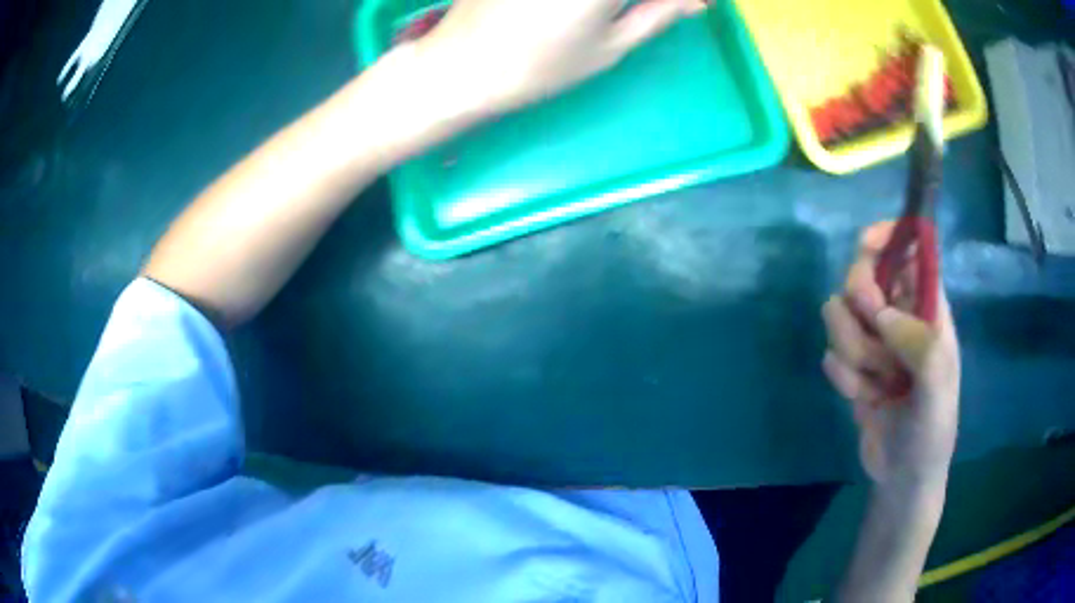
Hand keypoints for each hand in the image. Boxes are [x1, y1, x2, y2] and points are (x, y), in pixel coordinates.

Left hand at [409, 0, 707, 114]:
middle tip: (649, 9)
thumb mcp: (610, 47)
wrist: (460, 64)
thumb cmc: (539, 67)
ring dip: (615, 2)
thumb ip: (658, 14)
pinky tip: (578, 11)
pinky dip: (591, 1)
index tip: (690, 6)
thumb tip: (698, 2)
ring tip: (607, 15)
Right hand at [822, 223, 960, 488]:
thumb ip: (918, 345)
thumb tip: (881, 314)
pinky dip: (844, 379)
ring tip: (877, 385)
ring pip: (839, 314)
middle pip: (863, 276)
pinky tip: (865, 400)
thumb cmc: (932, 430)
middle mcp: (899, 317)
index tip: (867, 244)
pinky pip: (831, 354)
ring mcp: (873, 342)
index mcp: (928, 310)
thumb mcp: (936, 390)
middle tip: (874, 339)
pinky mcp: (852, 366)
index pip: (909, 252)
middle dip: (861, 308)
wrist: (903, 476)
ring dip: (852, 352)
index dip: (888, 237)